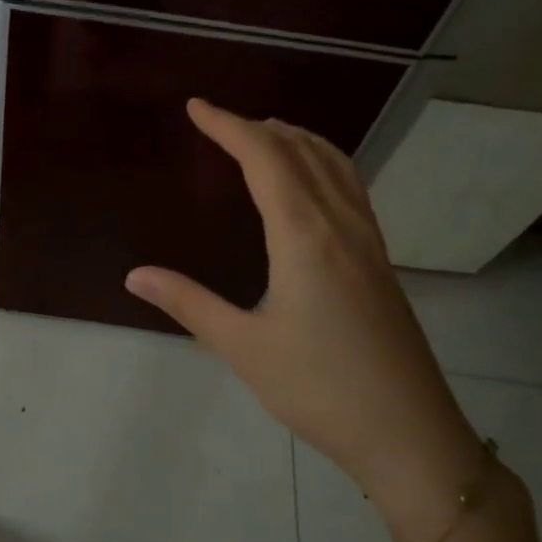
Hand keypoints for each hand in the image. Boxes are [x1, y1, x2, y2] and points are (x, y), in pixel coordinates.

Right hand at [125, 99, 484, 537]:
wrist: (408, 433)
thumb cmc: (319, 389)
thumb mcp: (243, 347)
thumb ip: (188, 304)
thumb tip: (134, 275)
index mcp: (305, 236)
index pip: (265, 159)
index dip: (228, 126)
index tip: (196, 108)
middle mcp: (341, 225)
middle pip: (302, 151)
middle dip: (259, 128)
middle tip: (220, 122)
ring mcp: (369, 242)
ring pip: (336, 165)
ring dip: (297, 140)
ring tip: (265, 135)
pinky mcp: (381, 262)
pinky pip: (351, 189)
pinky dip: (325, 164)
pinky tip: (312, 185)